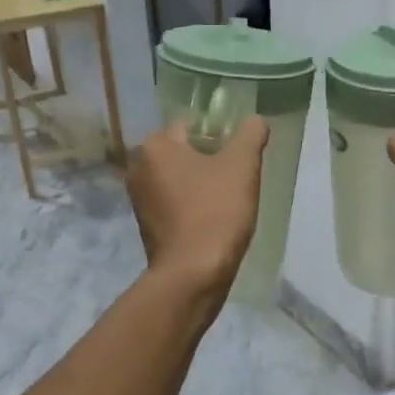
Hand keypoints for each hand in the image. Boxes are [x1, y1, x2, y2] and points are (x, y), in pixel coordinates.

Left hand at [127, 117, 269, 299]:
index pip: (192, 126)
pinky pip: (173, 205)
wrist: (193, 273)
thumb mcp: (243, 165)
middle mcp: (138, 168)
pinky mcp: (146, 227)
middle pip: (183, 153)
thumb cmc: (216, 211)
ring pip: (178, 180)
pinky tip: (211, 221)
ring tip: (226, 203)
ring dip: (199, 186)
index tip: (238, 157)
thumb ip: (251, 134)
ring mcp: (138, 200)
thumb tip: (256, 121)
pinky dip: (190, 208)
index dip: (220, 137)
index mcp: (155, 146)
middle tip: (236, 180)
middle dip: (208, 162)